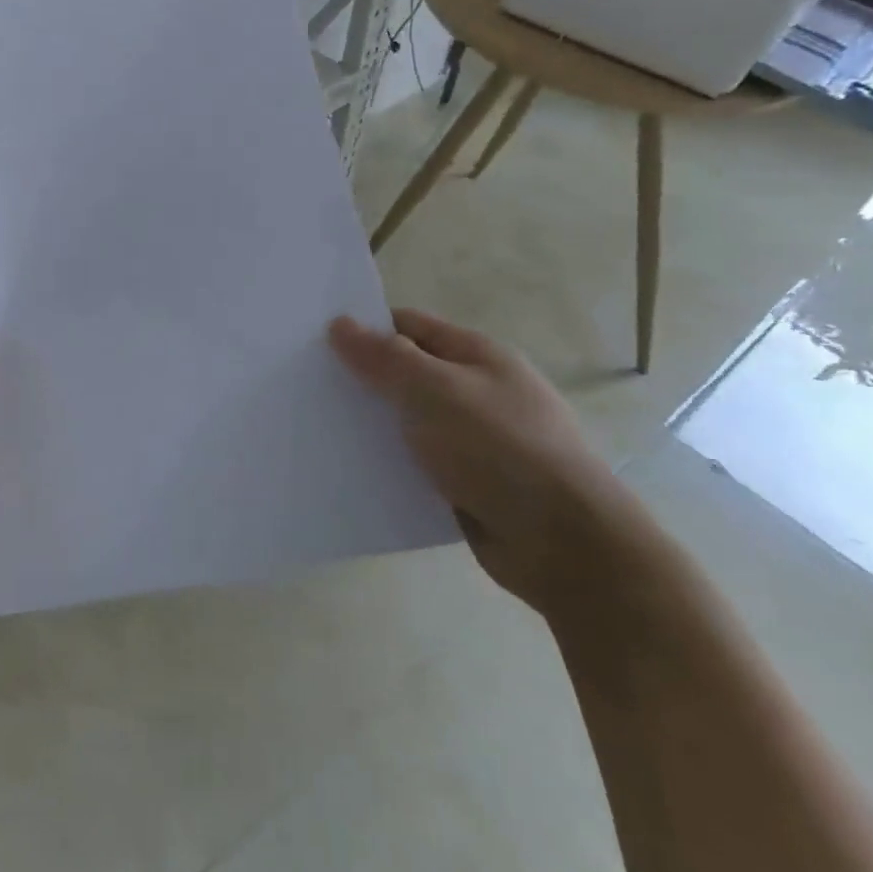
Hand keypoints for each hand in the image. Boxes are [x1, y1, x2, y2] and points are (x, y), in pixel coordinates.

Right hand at [330, 309, 660, 622]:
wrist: (567, 547)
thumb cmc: (502, 451)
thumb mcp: (437, 392)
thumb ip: (386, 358)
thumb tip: (340, 324)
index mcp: (477, 356)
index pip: (407, 325)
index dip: (363, 328)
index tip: (313, 341)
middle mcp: (475, 390)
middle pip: (406, 371)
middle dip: (361, 378)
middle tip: (305, 384)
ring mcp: (474, 438)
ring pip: (408, 420)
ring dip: (372, 424)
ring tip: (317, 427)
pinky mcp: (467, 482)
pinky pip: (416, 461)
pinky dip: (388, 462)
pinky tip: (352, 468)